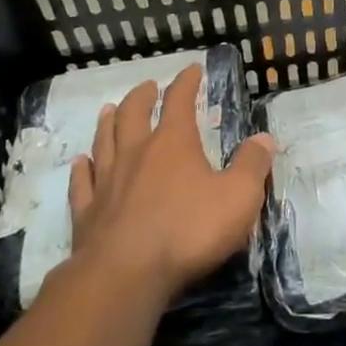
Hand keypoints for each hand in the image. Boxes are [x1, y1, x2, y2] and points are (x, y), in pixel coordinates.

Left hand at [69, 65, 274, 299]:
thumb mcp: (238, 197)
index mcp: (172, 143)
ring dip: (108, 123)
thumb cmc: (188, 231)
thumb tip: (264, 138)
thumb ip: (252, 165)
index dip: (186, 82)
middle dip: (142, 97)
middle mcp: (136, 153)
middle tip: (147, 87)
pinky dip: (82, 169)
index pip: (179, 101)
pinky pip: (82, 183)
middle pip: (133, 114)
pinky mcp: (87, 213)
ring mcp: (107, 182)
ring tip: (108, 111)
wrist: (126, 275)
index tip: (192, 70)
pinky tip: (80, 163)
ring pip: (104, 141)